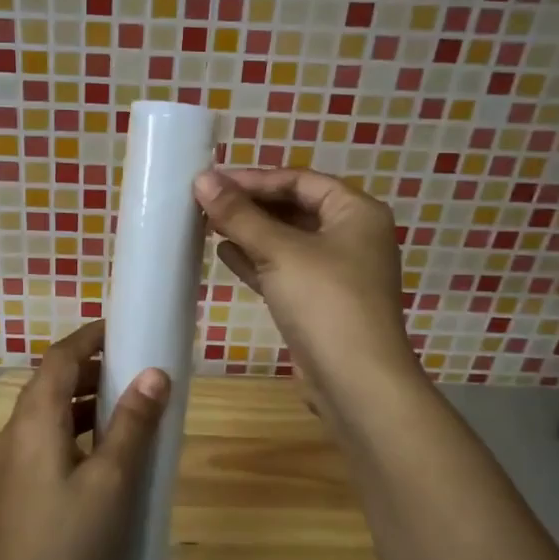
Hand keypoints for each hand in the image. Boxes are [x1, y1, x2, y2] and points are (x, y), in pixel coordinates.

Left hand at [0, 321, 169, 559]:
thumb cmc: (69, 537)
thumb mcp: (112, 478)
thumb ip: (132, 423)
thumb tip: (154, 374)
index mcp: (37, 416)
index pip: (61, 356)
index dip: (90, 337)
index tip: (123, 330)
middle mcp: (19, 427)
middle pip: (53, 379)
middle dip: (92, 367)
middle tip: (135, 369)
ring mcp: (15, 457)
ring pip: (51, 410)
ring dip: (86, 399)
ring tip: (128, 406)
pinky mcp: (20, 482)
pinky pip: (49, 435)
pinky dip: (78, 427)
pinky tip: (106, 450)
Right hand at [194, 168, 416, 402]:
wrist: (356, 381)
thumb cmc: (325, 302)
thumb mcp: (280, 251)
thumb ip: (239, 214)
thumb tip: (202, 179)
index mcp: (356, 212)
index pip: (300, 180)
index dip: (255, 178)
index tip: (212, 181)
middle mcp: (351, 236)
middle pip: (294, 208)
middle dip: (250, 205)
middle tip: (205, 201)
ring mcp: (337, 272)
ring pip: (287, 240)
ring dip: (249, 231)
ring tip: (206, 223)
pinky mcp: (320, 302)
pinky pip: (284, 269)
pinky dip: (256, 260)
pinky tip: (223, 253)